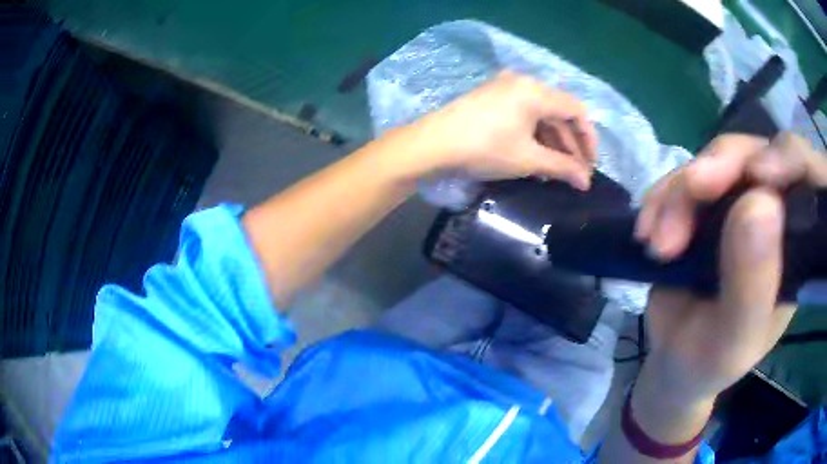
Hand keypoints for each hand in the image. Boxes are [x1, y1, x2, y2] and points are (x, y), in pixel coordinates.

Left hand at [400, 70, 597, 188]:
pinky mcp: (491, 97)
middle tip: (575, 174)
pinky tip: (536, 158)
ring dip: (552, 142)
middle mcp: (523, 82)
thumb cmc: (485, 149)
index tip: (590, 166)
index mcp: (536, 91)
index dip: (588, 139)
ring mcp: (504, 87)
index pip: (576, 110)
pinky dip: (534, 135)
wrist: (432, 145)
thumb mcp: (528, 159)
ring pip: (541, 114)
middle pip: (559, 112)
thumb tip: (586, 182)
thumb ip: (563, 168)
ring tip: (556, 172)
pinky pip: (523, 114)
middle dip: (570, 144)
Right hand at [635, 133, 826, 408]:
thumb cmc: (709, 363)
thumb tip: (761, 202)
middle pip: (759, 154)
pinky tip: (648, 230)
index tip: (758, 175)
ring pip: (719, 159)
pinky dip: (664, 194)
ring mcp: (742, 204)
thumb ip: (752, 284)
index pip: (807, 180)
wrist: (672, 362)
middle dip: (722, 168)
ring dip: (681, 190)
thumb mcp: (732, 341)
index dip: (788, 158)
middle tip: (691, 192)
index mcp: (797, 249)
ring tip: (657, 242)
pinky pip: (688, 173)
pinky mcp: (709, 203)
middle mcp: (776, 217)